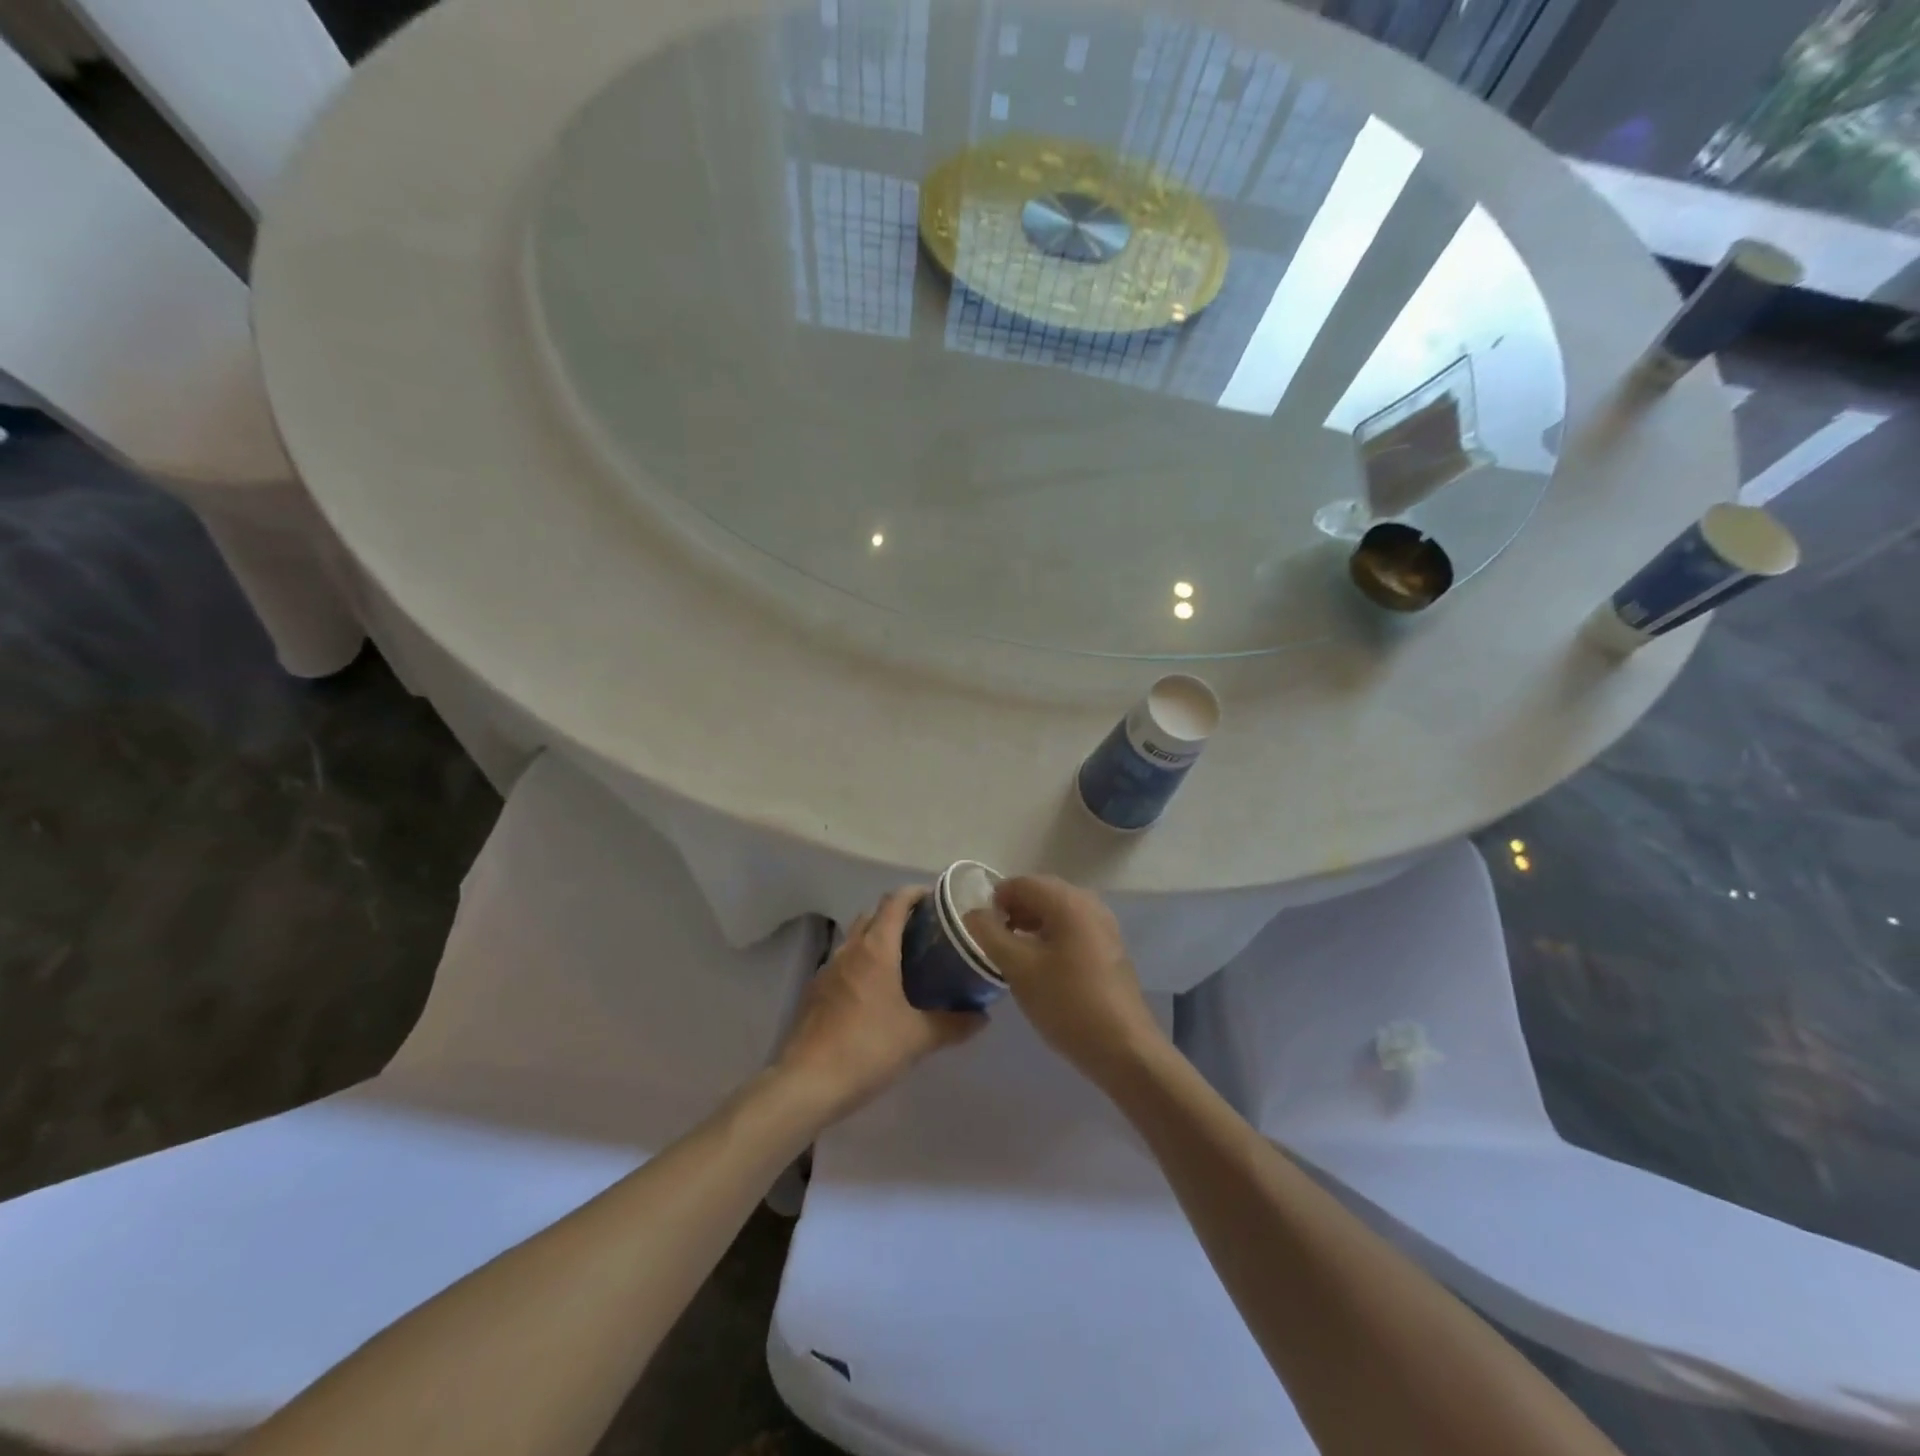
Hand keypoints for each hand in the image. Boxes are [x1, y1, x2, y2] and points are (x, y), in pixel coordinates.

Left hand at [772, 888, 982, 1126]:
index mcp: (876, 949)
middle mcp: (850, 950)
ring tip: (903, 961)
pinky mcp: (815, 991)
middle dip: (897, 915)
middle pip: (873, 915)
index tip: (936, 899)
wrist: (807, 1082)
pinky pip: (843, 963)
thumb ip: (954, 1024)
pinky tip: (875, 992)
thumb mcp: (918, 1039)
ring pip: (855, 939)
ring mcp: (828, 969)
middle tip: (925, 932)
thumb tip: (983, 1017)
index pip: (895, 901)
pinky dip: (861, 963)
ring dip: (877, 938)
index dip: (915, 893)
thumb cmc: (867, 1049)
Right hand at [964, 876, 1165, 1087]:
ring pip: (1056, 911)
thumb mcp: (1019, 969)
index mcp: (1068, 901)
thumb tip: (974, 914)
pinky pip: (1071, 927)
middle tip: (994, 940)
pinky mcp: (1108, 947)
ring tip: (1012, 953)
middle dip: (1013, 910)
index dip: (995, 900)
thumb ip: (990, 935)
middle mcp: (1089, 903)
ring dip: (1030, 923)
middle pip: (1041, 892)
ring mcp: (1103, 925)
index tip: (980, 929)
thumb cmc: (1067, 1003)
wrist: (1123, 1048)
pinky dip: (1050, 935)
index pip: (1022, 883)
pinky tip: (1040, 964)